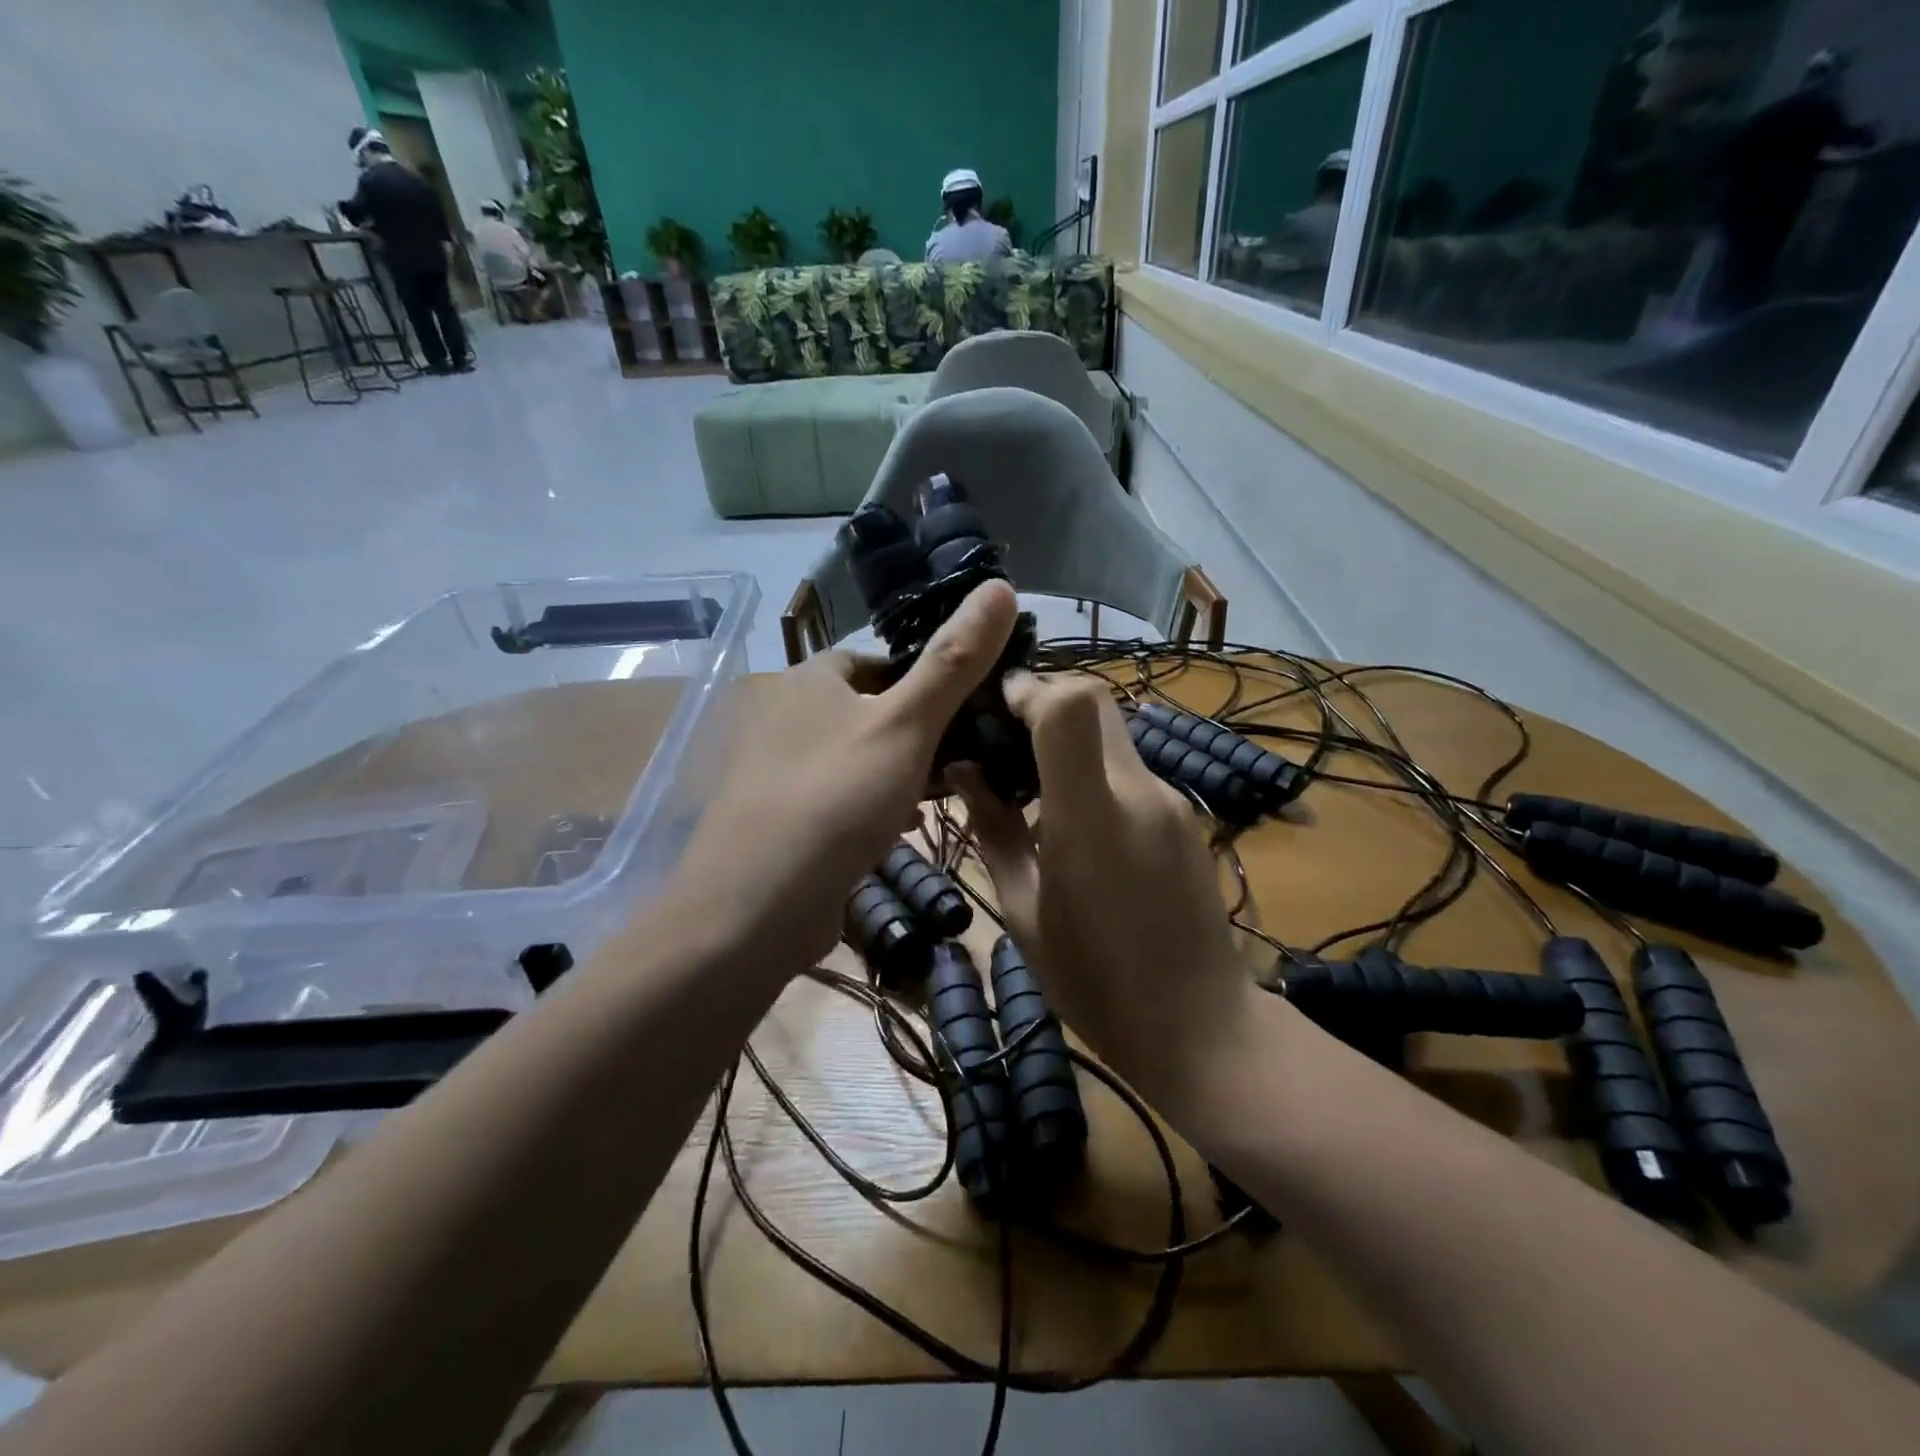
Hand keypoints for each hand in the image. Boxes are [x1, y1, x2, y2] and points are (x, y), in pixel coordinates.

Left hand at [664, 581, 1017, 978]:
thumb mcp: (907, 723)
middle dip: (915, 733)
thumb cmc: (837, 796)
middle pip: (867, 710)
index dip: (924, 681)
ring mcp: (776, 770)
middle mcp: (784, 714)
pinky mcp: (778, 819)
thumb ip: (954, 661)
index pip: (877, 661)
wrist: (756, 904)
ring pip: (855, 757)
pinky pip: (837, 798)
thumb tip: (1000, 585)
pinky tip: (896, 832)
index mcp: (809, 678)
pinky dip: (869, 807)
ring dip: (896, 772)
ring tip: (938, 797)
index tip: (966, 712)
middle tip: (960, 760)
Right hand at [955, 674, 1263, 1114]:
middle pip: (1097, 702)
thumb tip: (962, 771)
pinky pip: (1132, 770)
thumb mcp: (1024, 911)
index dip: (1031, 691)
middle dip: (1045, 705)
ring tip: (1030, 787)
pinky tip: (1075, 820)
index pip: (1072, 705)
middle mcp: (1140, 791)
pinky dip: (1095, 770)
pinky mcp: (1187, 816)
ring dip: (1069, 740)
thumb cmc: (1095, 983)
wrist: (1201, 1028)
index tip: (995, 709)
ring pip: (1114, 734)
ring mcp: (1172, 801)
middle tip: (1003, 741)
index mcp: (1091, 817)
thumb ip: (993, 831)